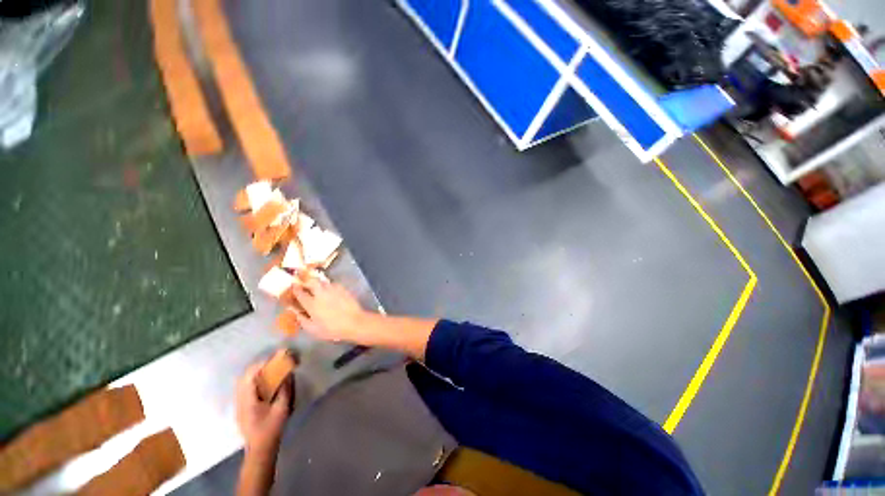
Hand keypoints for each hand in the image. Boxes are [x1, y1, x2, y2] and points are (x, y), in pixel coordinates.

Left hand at [235, 363, 292, 455]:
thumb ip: (284, 390)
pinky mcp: (241, 408)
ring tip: (269, 369)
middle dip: (258, 366)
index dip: (262, 364)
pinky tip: (263, 382)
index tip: (275, 357)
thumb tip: (288, 374)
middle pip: (244, 377)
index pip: (250, 376)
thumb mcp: (281, 409)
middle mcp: (240, 400)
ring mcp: (239, 405)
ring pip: (242, 383)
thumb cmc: (271, 429)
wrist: (260, 449)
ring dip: (255, 373)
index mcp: (248, 400)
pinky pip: (244, 389)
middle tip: (273, 361)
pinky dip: (253, 381)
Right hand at [290, 280, 369, 343]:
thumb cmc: (332, 329)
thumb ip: (303, 320)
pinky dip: (329, 286)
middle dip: (307, 281)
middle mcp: (321, 294)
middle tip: (306, 284)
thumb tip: (297, 313)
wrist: (354, 322)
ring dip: (318, 282)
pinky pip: (333, 284)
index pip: (300, 293)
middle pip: (312, 281)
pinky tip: (330, 291)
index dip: (295, 289)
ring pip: (323, 281)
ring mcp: (333, 290)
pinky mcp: (343, 289)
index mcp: (312, 304)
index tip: (293, 286)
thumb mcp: (313, 329)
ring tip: (317, 287)